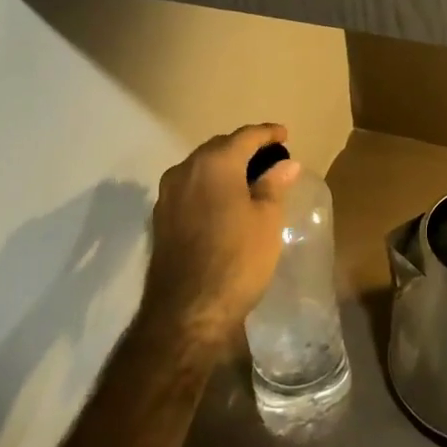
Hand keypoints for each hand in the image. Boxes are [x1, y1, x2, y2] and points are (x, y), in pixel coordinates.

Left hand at [144, 123, 300, 354]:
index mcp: (215, 163)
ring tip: (249, 179)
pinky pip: (190, 189)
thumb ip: (275, 184)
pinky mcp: (160, 219)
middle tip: (269, 157)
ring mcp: (167, 195)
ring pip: (201, 168)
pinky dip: (209, 187)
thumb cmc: (237, 259)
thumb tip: (286, 164)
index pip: (245, 136)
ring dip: (224, 168)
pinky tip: (224, 202)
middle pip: (219, 148)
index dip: (268, 133)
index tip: (285, 134)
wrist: (187, 313)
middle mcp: (185, 170)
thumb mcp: (268, 220)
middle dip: (244, 148)